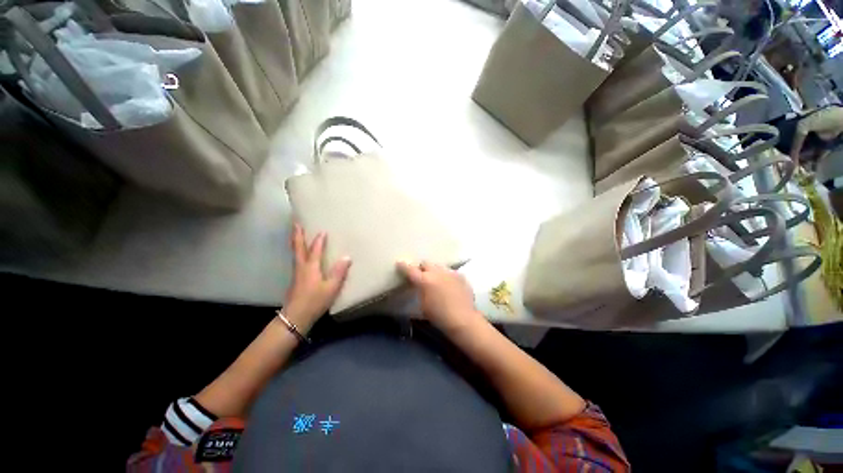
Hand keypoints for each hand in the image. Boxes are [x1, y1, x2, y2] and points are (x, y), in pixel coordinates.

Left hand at [283, 224, 351, 330]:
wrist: (295, 318)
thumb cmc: (315, 301)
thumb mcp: (331, 288)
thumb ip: (339, 272)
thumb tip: (347, 257)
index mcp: (311, 267)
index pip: (315, 250)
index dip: (319, 240)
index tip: (323, 230)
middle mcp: (301, 267)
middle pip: (298, 248)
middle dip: (297, 235)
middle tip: (295, 223)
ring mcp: (296, 274)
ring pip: (295, 254)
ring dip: (296, 242)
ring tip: (297, 235)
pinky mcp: (295, 281)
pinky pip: (297, 260)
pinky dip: (298, 252)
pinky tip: (302, 256)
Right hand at [396, 261, 484, 333]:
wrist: (463, 319)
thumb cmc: (439, 316)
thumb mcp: (423, 305)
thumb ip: (420, 291)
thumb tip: (419, 285)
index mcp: (425, 280)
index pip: (410, 269)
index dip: (403, 266)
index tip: (400, 263)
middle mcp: (437, 272)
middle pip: (426, 263)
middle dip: (422, 268)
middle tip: (422, 276)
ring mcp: (450, 272)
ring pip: (439, 266)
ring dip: (435, 271)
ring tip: (437, 280)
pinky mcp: (460, 275)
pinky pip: (450, 272)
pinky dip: (447, 276)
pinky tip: (449, 285)